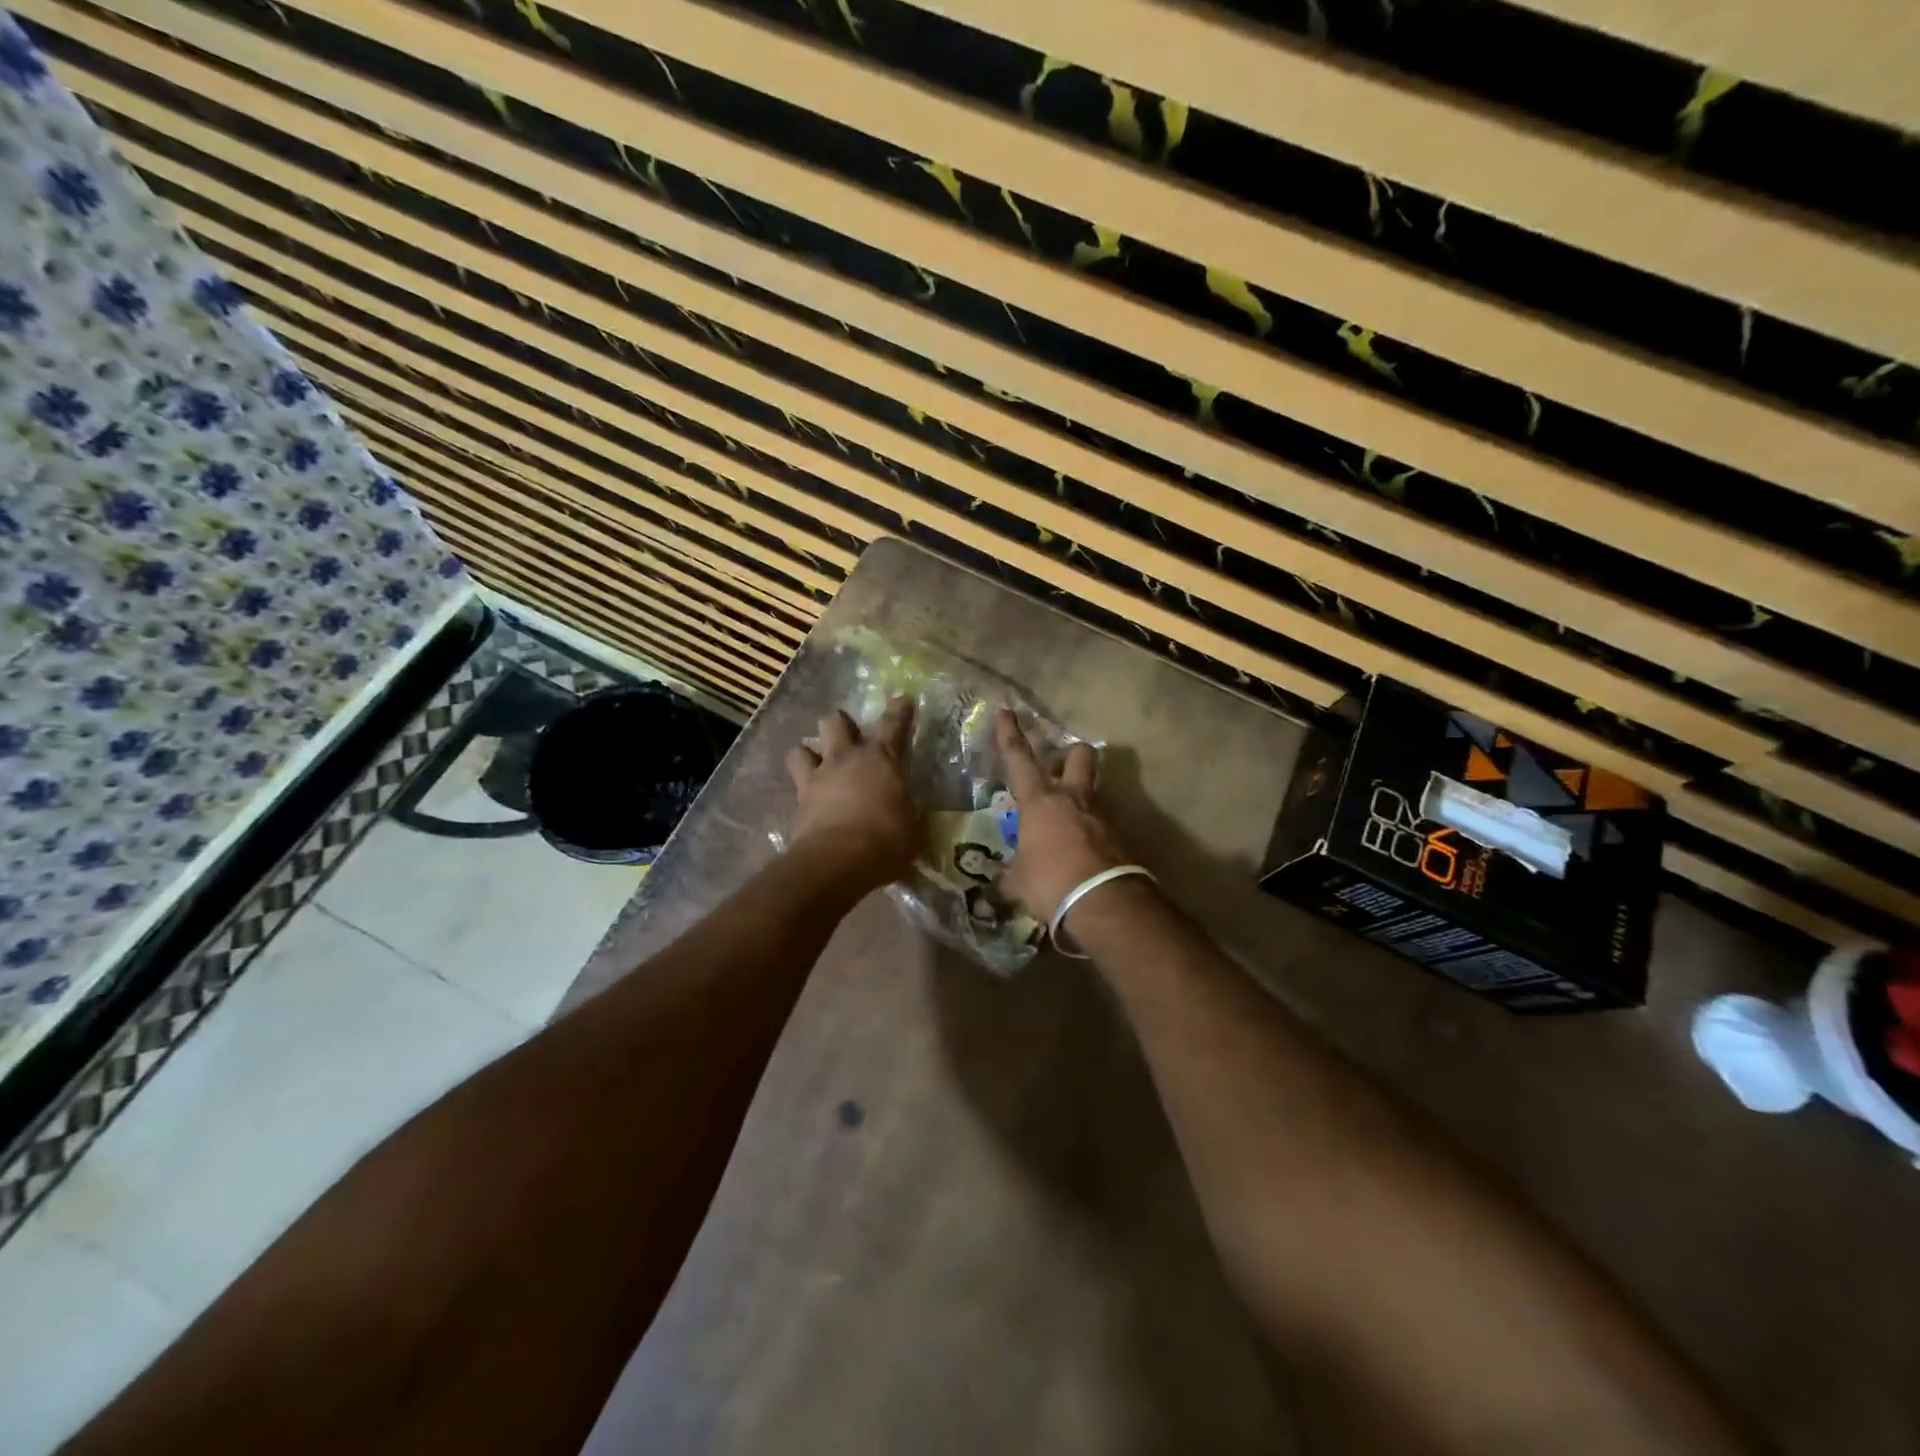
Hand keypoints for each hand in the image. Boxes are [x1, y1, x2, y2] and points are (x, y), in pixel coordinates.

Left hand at [785, 697, 920, 892]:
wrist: (837, 861)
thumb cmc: (886, 840)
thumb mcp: (911, 826)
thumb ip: (906, 810)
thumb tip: (906, 810)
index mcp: (881, 759)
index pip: (893, 725)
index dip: (898, 710)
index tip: (900, 699)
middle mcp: (846, 759)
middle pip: (833, 721)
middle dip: (839, 722)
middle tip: (846, 734)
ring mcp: (817, 778)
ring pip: (801, 749)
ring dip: (809, 754)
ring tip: (816, 765)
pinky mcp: (798, 803)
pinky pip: (796, 787)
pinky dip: (802, 792)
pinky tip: (809, 804)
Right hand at [994, 708, 1130, 922]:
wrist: (1103, 902)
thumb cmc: (1050, 883)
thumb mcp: (1018, 883)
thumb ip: (1009, 877)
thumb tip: (998, 886)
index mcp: (1039, 802)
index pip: (1019, 759)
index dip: (1010, 734)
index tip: (1006, 711)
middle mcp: (1072, 799)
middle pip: (1078, 756)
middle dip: (1070, 753)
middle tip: (1060, 765)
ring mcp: (1100, 816)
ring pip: (1094, 789)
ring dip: (1082, 797)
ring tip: (1068, 820)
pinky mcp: (1120, 837)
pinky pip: (1102, 825)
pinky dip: (1093, 832)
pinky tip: (1083, 852)